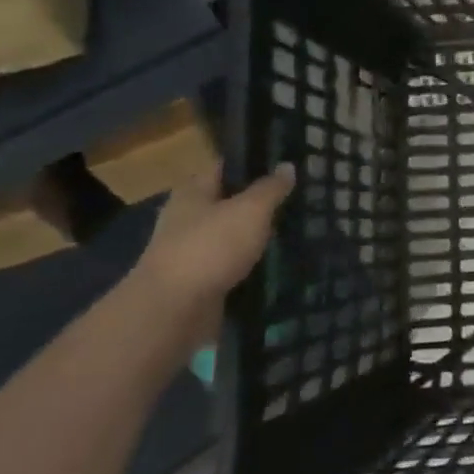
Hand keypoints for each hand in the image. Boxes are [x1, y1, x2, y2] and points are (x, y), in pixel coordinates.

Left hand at [133, 163, 294, 346]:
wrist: (174, 310)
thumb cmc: (210, 247)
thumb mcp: (250, 210)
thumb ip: (270, 188)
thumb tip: (287, 166)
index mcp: (193, 191)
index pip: (226, 166)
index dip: (255, 162)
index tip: (287, 164)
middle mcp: (188, 217)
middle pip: (230, 202)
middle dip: (261, 202)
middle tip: (299, 199)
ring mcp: (192, 251)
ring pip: (233, 235)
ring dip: (258, 235)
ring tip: (296, 230)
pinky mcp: (200, 281)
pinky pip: (232, 265)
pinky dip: (252, 264)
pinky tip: (279, 263)